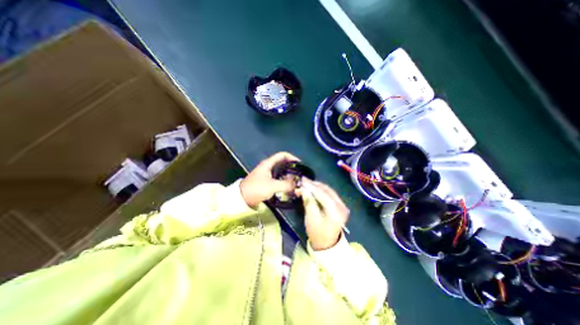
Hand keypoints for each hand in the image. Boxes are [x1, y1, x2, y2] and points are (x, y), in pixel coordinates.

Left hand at [243, 152, 301, 207]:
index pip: (282, 155)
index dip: (292, 158)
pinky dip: (285, 182)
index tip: (300, 164)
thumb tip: (297, 185)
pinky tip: (289, 188)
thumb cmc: (256, 189)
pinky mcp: (267, 182)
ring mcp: (267, 174)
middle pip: (283, 164)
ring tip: (297, 182)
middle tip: (300, 175)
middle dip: (292, 169)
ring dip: (289, 176)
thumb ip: (286, 185)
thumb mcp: (272, 186)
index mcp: (268, 163)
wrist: (242, 199)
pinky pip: (279, 179)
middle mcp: (268, 167)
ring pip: (281, 172)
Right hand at [299, 178, 347, 250]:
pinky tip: (314, 188)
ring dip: (317, 186)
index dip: (311, 186)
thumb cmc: (317, 233)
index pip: (323, 194)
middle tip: (303, 180)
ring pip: (329, 191)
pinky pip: (330, 194)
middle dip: (314, 184)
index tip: (302, 181)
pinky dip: (321, 190)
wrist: (327, 244)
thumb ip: (309, 202)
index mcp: (335, 211)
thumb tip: (304, 189)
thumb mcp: (311, 218)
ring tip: (307, 183)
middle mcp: (342, 206)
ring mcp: (342, 205)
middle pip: (327, 190)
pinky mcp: (340, 205)